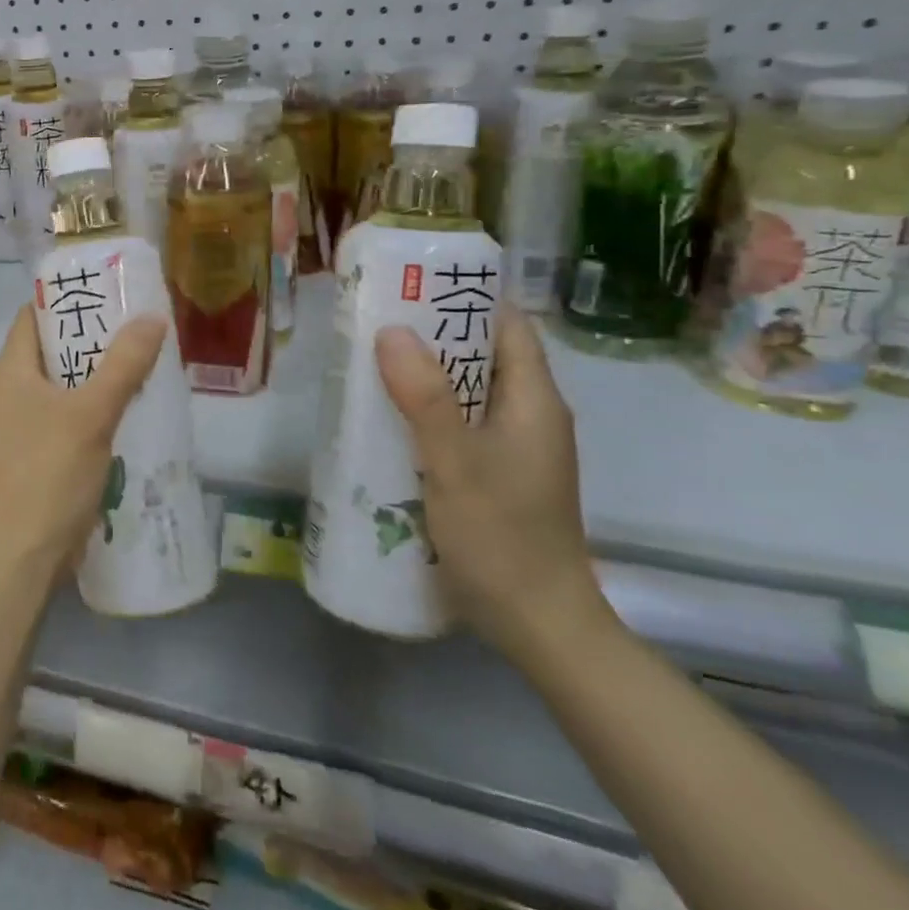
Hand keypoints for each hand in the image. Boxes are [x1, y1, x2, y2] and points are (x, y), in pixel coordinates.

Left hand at [0, 304, 166, 583]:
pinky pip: (63, 409)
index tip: (107, 293)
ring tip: (138, 358)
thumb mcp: (93, 412)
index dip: (66, 300)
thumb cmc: (52, 472)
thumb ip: (123, 364)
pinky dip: (90, 401)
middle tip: (133, 325)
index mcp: (9, 371)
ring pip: (59, 380)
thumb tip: (153, 317)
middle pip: (49, 347)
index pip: (32, 315)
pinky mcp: (34, 448)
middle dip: (89, 336)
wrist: (29, 551)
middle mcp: (7, 389)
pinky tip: (126, 403)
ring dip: (94, 370)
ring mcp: (19, 421)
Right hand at [375, 305, 610, 659]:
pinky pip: (460, 423)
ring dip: (425, 374)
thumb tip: (392, 330)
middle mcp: (530, 416)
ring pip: (469, 390)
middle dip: (433, 334)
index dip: (465, 299)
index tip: (411, 285)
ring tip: (369, 361)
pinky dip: (427, 410)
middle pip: (483, 355)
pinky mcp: (497, 473)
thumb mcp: (456, 463)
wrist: (539, 624)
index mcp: (535, 401)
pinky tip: (387, 418)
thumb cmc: (502, 537)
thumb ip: (426, 397)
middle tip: (373, 320)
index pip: (507, 326)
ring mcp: (515, 448)